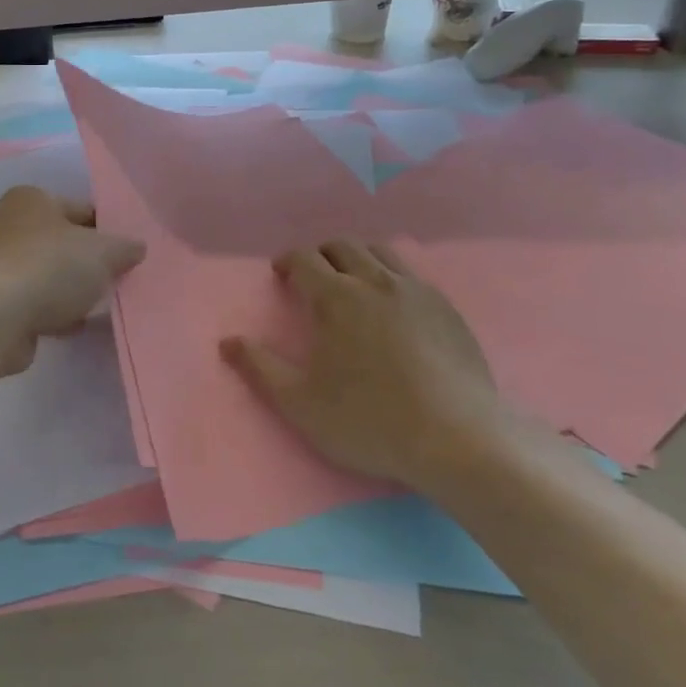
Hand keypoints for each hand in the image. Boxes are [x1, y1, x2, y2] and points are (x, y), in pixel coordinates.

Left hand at [0, 186, 144, 346]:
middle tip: (118, 280)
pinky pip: (33, 303)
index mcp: (31, 199)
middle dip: (88, 263)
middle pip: (62, 243)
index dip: (108, 230)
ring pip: (48, 275)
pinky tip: (72, 325)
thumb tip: (136, 247)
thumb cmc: (48, 268)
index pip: (81, 209)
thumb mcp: (102, 252)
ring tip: (98, 306)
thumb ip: (124, 247)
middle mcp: (8, 225)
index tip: (129, 254)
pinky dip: (52, 312)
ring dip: (70, 291)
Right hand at [221, 240, 505, 487]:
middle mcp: (375, 281)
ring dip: (357, 258)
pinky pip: (411, 274)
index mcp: (337, 297)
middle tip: (312, 277)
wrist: (457, 439)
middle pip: (343, 247)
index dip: (288, 261)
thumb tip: (227, 342)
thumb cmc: (369, 420)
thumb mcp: (300, 403)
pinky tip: (393, 305)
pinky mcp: (446, 308)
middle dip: (321, 254)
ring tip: (351, 282)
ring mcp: (416, 291)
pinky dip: (391, 276)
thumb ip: (260, 368)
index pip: (305, 259)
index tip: (281, 274)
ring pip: (380, 252)